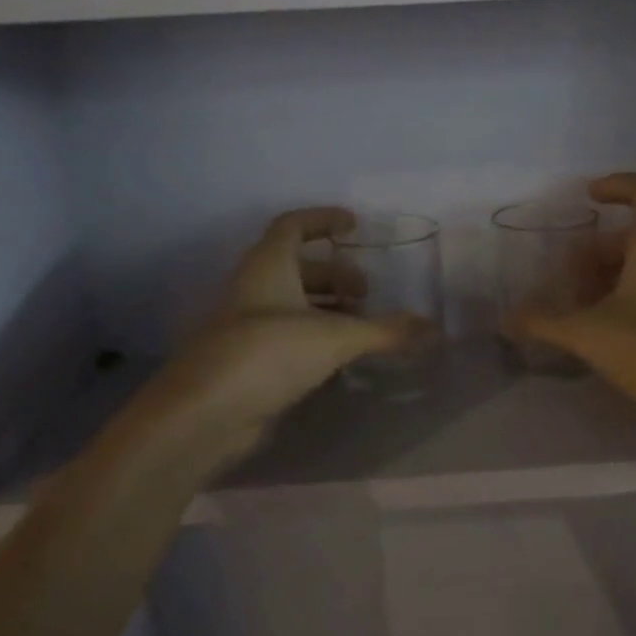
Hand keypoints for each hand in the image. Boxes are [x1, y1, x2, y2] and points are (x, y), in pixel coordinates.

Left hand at [143, 208, 426, 448]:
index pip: (294, 225)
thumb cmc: (267, 354)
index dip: (324, 220)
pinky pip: (287, 336)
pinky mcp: (247, 360)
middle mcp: (254, 288)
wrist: (203, 415)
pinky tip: (340, 357)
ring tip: (360, 326)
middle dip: (336, 275)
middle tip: (368, 294)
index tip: (355, 227)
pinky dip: (315, 337)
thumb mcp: (335, 337)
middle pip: (298, 267)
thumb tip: (433, 328)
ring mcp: (246, 326)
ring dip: (327, 308)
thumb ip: (385, 331)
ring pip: (292, 303)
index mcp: (268, 265)